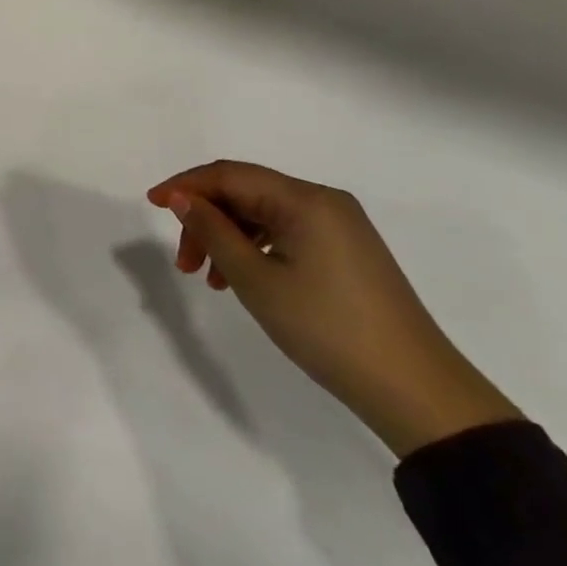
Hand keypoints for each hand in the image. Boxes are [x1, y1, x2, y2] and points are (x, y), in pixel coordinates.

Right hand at [148, 161, 519, 456]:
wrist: (416, 391)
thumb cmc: (327, 329)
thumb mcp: (257, 280)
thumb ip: (213, 231)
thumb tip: (182, 197)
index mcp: (305, 198)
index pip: (230, 174)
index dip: (186, 185)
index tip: (151, 204)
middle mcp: (323, 200)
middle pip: (246, 192)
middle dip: (207, 219)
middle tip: (185, 262)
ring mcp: (339, 226)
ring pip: (264, 214)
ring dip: (228, 237)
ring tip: (210, 279)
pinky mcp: (347, 251)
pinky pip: (287, 233)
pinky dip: (256, 249)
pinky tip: (242, 279)